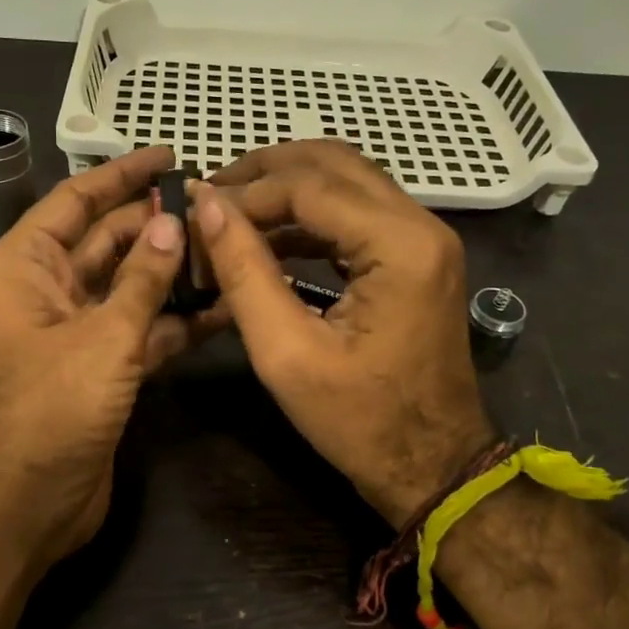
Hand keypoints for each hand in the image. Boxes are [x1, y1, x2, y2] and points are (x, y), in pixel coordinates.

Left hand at [0, 145, 200, 564]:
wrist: (24, 507)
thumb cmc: (49, 409)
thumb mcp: (101, 337)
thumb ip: (142, 279)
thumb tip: (172, 223)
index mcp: (27, 265)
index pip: (76, 201)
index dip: (121, 175)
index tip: (169, 155)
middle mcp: (50, 289)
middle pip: (110, 240)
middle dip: (159, 224)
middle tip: (219, 206)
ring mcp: (78, 330)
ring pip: (133, 285)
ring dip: (176, 271)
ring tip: (232, 248)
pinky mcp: (104, 367)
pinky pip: (145, 329)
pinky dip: (179, 320)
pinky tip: (226, 305)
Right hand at [195, 141, 493, 525]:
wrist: (433, 465)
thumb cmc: (360, 422)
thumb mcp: (287, 354)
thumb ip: (245, 273)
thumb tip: (208, 208)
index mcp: (400, 246)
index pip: (309, 186)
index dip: (246, 193)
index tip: (195, 209)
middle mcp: (421, 225)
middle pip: (334, 163)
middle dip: (266, 171)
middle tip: (210, 193)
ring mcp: (425, 238)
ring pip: (347, 179)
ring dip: (287, 187)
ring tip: (230, 211)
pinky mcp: (417, 256)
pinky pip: (358, 212)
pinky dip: (310, 214)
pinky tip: (268, 237)